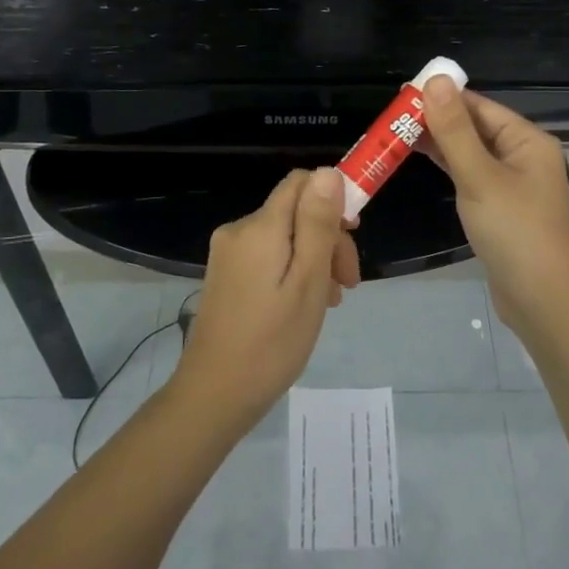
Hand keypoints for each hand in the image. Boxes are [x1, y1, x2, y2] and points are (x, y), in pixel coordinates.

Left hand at [175, 168, 357, 424]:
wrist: (214, 395)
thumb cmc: (272, 341)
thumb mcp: (308, 281)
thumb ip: (318, 224)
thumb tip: (328, 172)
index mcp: (260, 227)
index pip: (302, 182)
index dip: (334, 198)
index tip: (355, 235)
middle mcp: (239, 230)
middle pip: (296, 211)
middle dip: (328, 237)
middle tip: (348, 283)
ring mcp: (228, 254)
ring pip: (285, 236)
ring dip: (314, 258)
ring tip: (329, 301)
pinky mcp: (225, 275)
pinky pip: (268, 256)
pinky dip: (293, 271)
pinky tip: (304, 304)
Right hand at [418, 75, 568, 339]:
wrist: (541, 297)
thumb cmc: (513, 230)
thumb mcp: (479, 176)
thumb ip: (454, 130)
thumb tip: (435, 80)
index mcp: (527, 140)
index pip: (480, 106)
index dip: (443, 97)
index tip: (403, 94)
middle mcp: (523, 155)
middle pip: (475, 127)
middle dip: (437, 119)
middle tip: (392, 116)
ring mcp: (513, 183)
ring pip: (471, 152)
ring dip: (439, 143)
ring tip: (397, 133)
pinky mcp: (501, 207)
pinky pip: (471, 174)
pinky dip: (448, 166)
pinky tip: (421, 160)